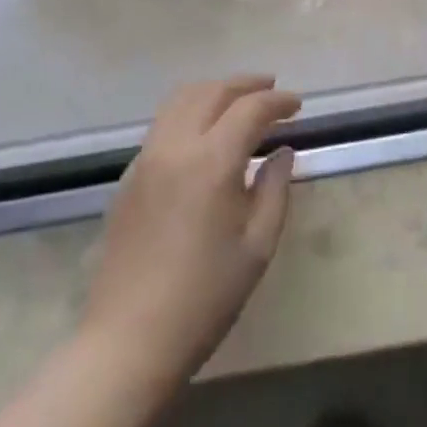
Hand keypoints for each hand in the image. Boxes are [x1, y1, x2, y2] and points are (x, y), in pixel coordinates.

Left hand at [81, 76, 299, 404]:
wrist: (128, 341)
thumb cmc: (205, 297)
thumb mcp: (257, 246)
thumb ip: (274, 189)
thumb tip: (281, 152)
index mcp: (212, 161)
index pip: (250, 109)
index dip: (278, 101)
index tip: (297, 106)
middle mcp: (175, 147)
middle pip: (212, 91)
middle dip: (246, 84)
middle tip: (272, 90)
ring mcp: (146, 159)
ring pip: (181, 100)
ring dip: (214, 91)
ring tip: (238, 101)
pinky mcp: (128, 177)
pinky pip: (163, 124)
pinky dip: (190, 112)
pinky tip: (205, 134)